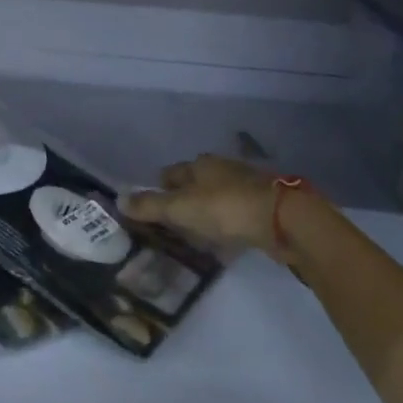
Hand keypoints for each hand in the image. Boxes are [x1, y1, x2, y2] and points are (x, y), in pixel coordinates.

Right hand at [120, 153, 284, 259]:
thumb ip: (149, 206)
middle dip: (185, 199)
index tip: (153, 206)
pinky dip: (229, 222)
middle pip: (195, 182)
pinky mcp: (265, 205)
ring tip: (198, 233)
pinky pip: (238, 212)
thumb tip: (118, 199)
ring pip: (218, 196)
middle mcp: (221, 168)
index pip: (171, 173)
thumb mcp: (180, 209)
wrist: (284, 219)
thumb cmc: (225, 208)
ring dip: (208, 211)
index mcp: (199, 164)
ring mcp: (246, 185)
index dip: (160, 188)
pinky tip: (227, 238)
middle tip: (174, 222)